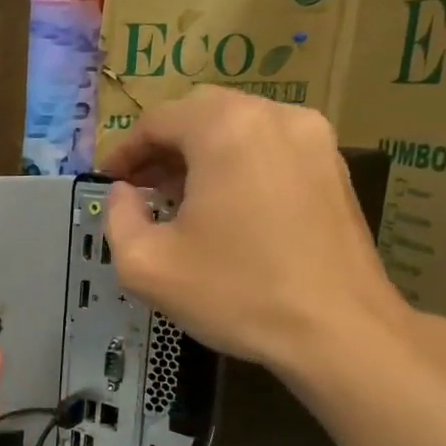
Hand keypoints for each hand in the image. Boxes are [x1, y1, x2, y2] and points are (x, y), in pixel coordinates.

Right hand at [103, 87, 407, 379]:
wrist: (339, 332)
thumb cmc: (235, 293)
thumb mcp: (145, 264)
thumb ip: (117, 217)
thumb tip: (122, 193)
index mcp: (225, 129)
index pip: (157, 120)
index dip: (123, 150)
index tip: (106, 182)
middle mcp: (275, 117)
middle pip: (200, 113)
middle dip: (162, 146)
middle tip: (138, 186)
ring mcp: (314, 139)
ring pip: (238, 126)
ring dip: (200, 153)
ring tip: (177, 198)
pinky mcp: (334, 167)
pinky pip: (270, 147)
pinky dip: (237, 163)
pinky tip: (224, 206)